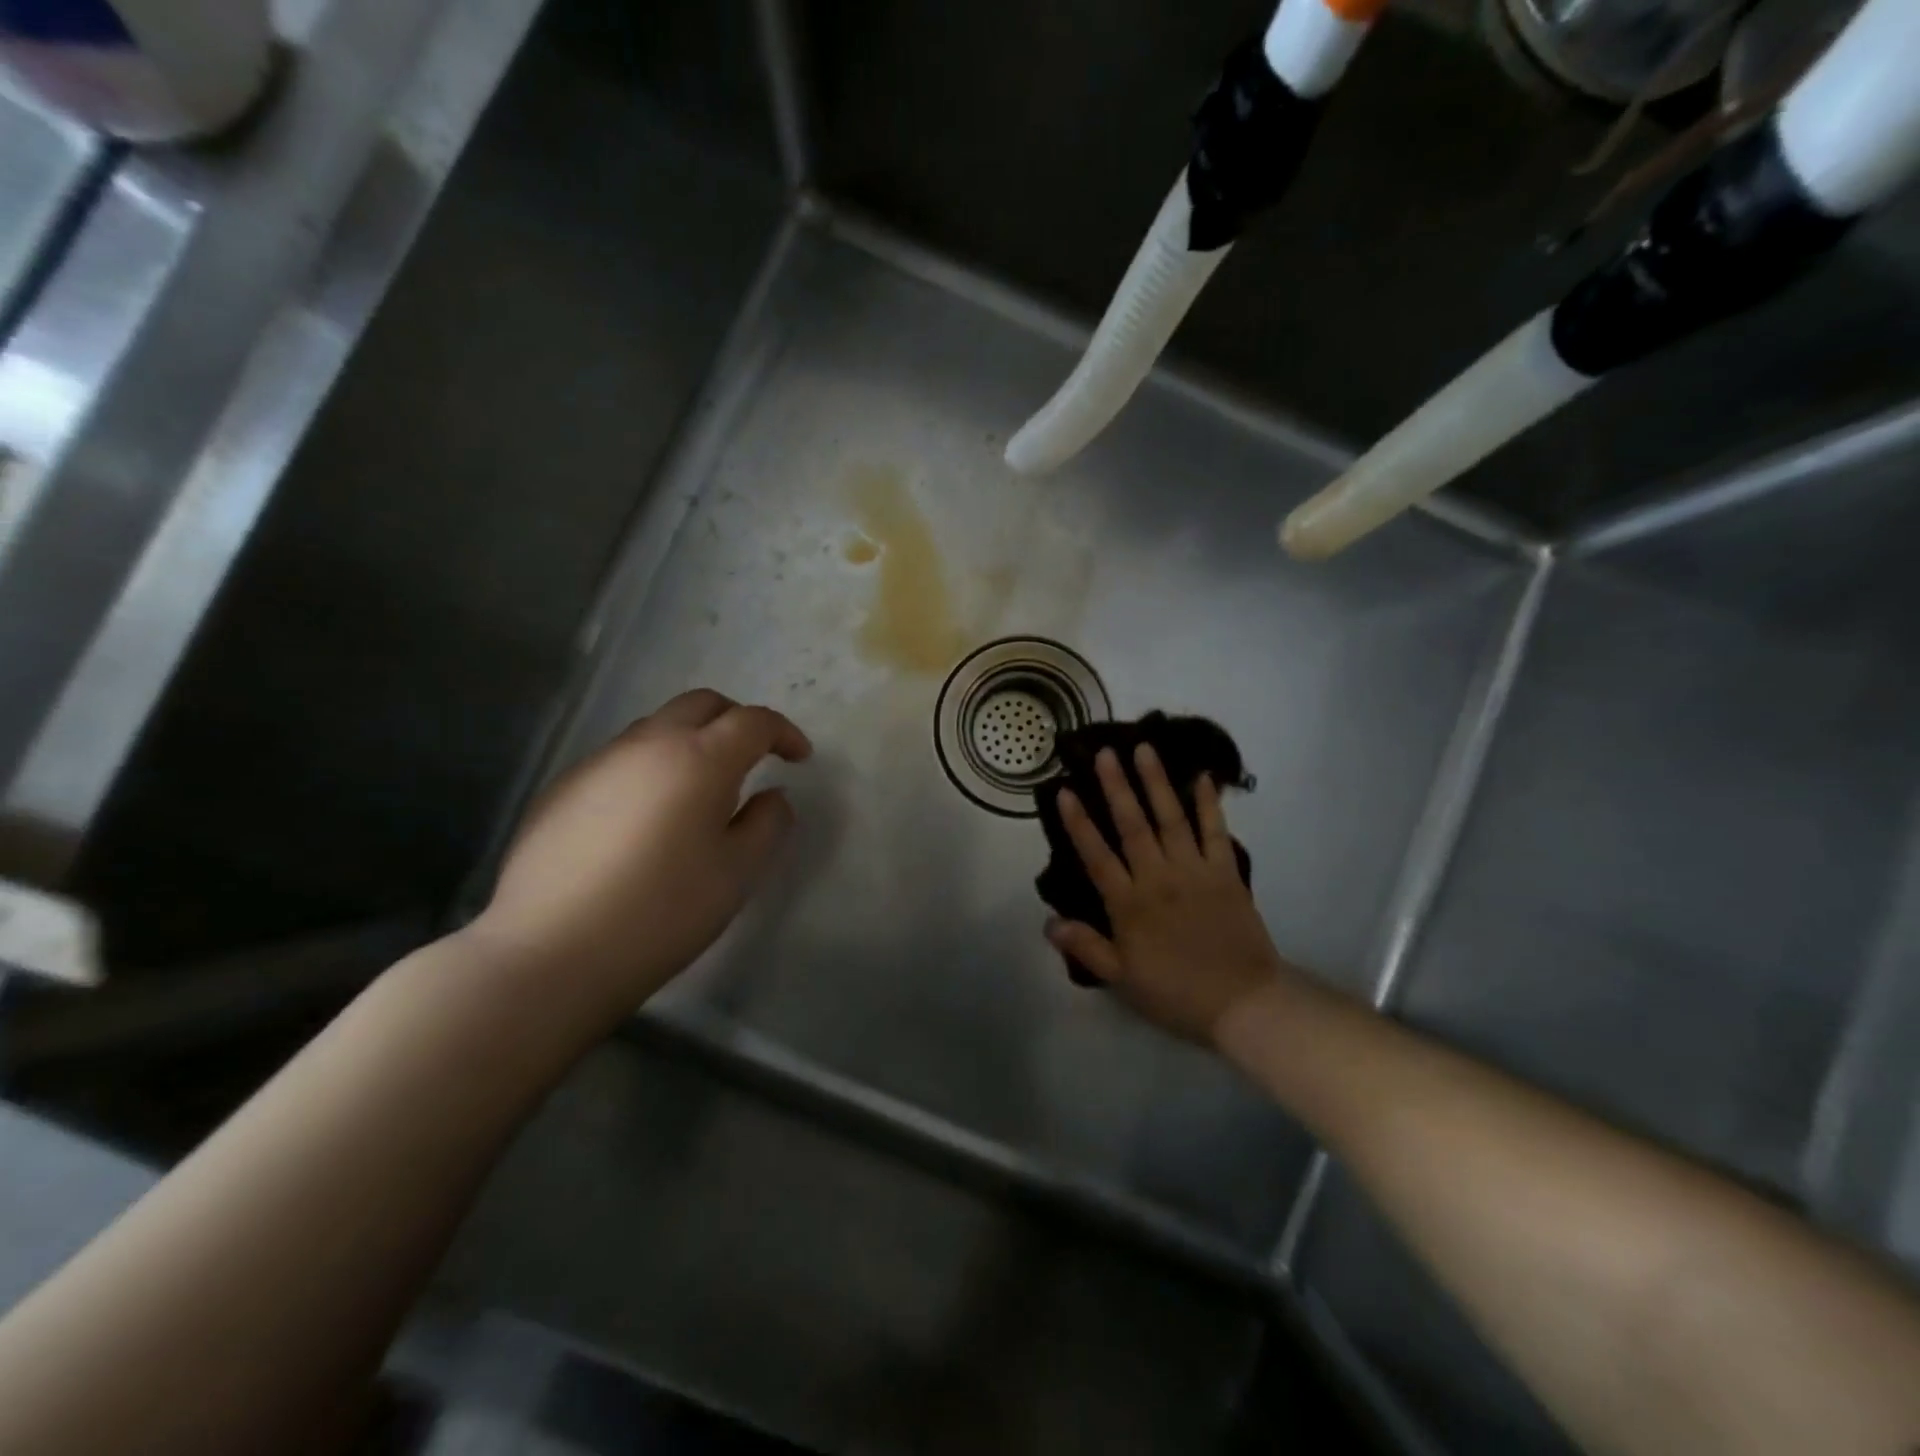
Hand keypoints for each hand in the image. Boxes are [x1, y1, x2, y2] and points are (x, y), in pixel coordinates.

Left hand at [470, 689, 811, 1025]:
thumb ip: (767, 824)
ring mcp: (598, 763)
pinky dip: (650, 769)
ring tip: (699, 792)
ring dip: (691, 742)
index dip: (784, 732)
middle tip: (754, 757)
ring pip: (657, 728)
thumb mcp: (738, 873)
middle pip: (701, 705)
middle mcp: (648, 744)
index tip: (799, 758)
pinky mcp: (562, 788)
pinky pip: (620, 760)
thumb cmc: (663, 911)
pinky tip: (645, 820)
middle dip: (736, 721)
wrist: (551, 952)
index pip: (753, 721)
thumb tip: (772, 796)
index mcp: (700, 759)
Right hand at [1046, 743, 1290, 1044]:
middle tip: (1105, 752)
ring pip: (1171, 818)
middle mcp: (1158, 878)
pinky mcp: (1226, 872)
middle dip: (1116, 786)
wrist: (1244, 1003)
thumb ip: (1086, 947)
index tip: (1065, 791)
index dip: (1079, 823)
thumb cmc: (1176, 993)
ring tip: (1144, 749)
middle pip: (1132, 825)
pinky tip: (1201, 777)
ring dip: (1156, 782)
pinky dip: (1208, 803)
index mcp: (1129, 904)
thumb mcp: (1122, 979)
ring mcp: (1194, 871)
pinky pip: (1215, 831)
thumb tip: (1048, 921)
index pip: (1096, 856)